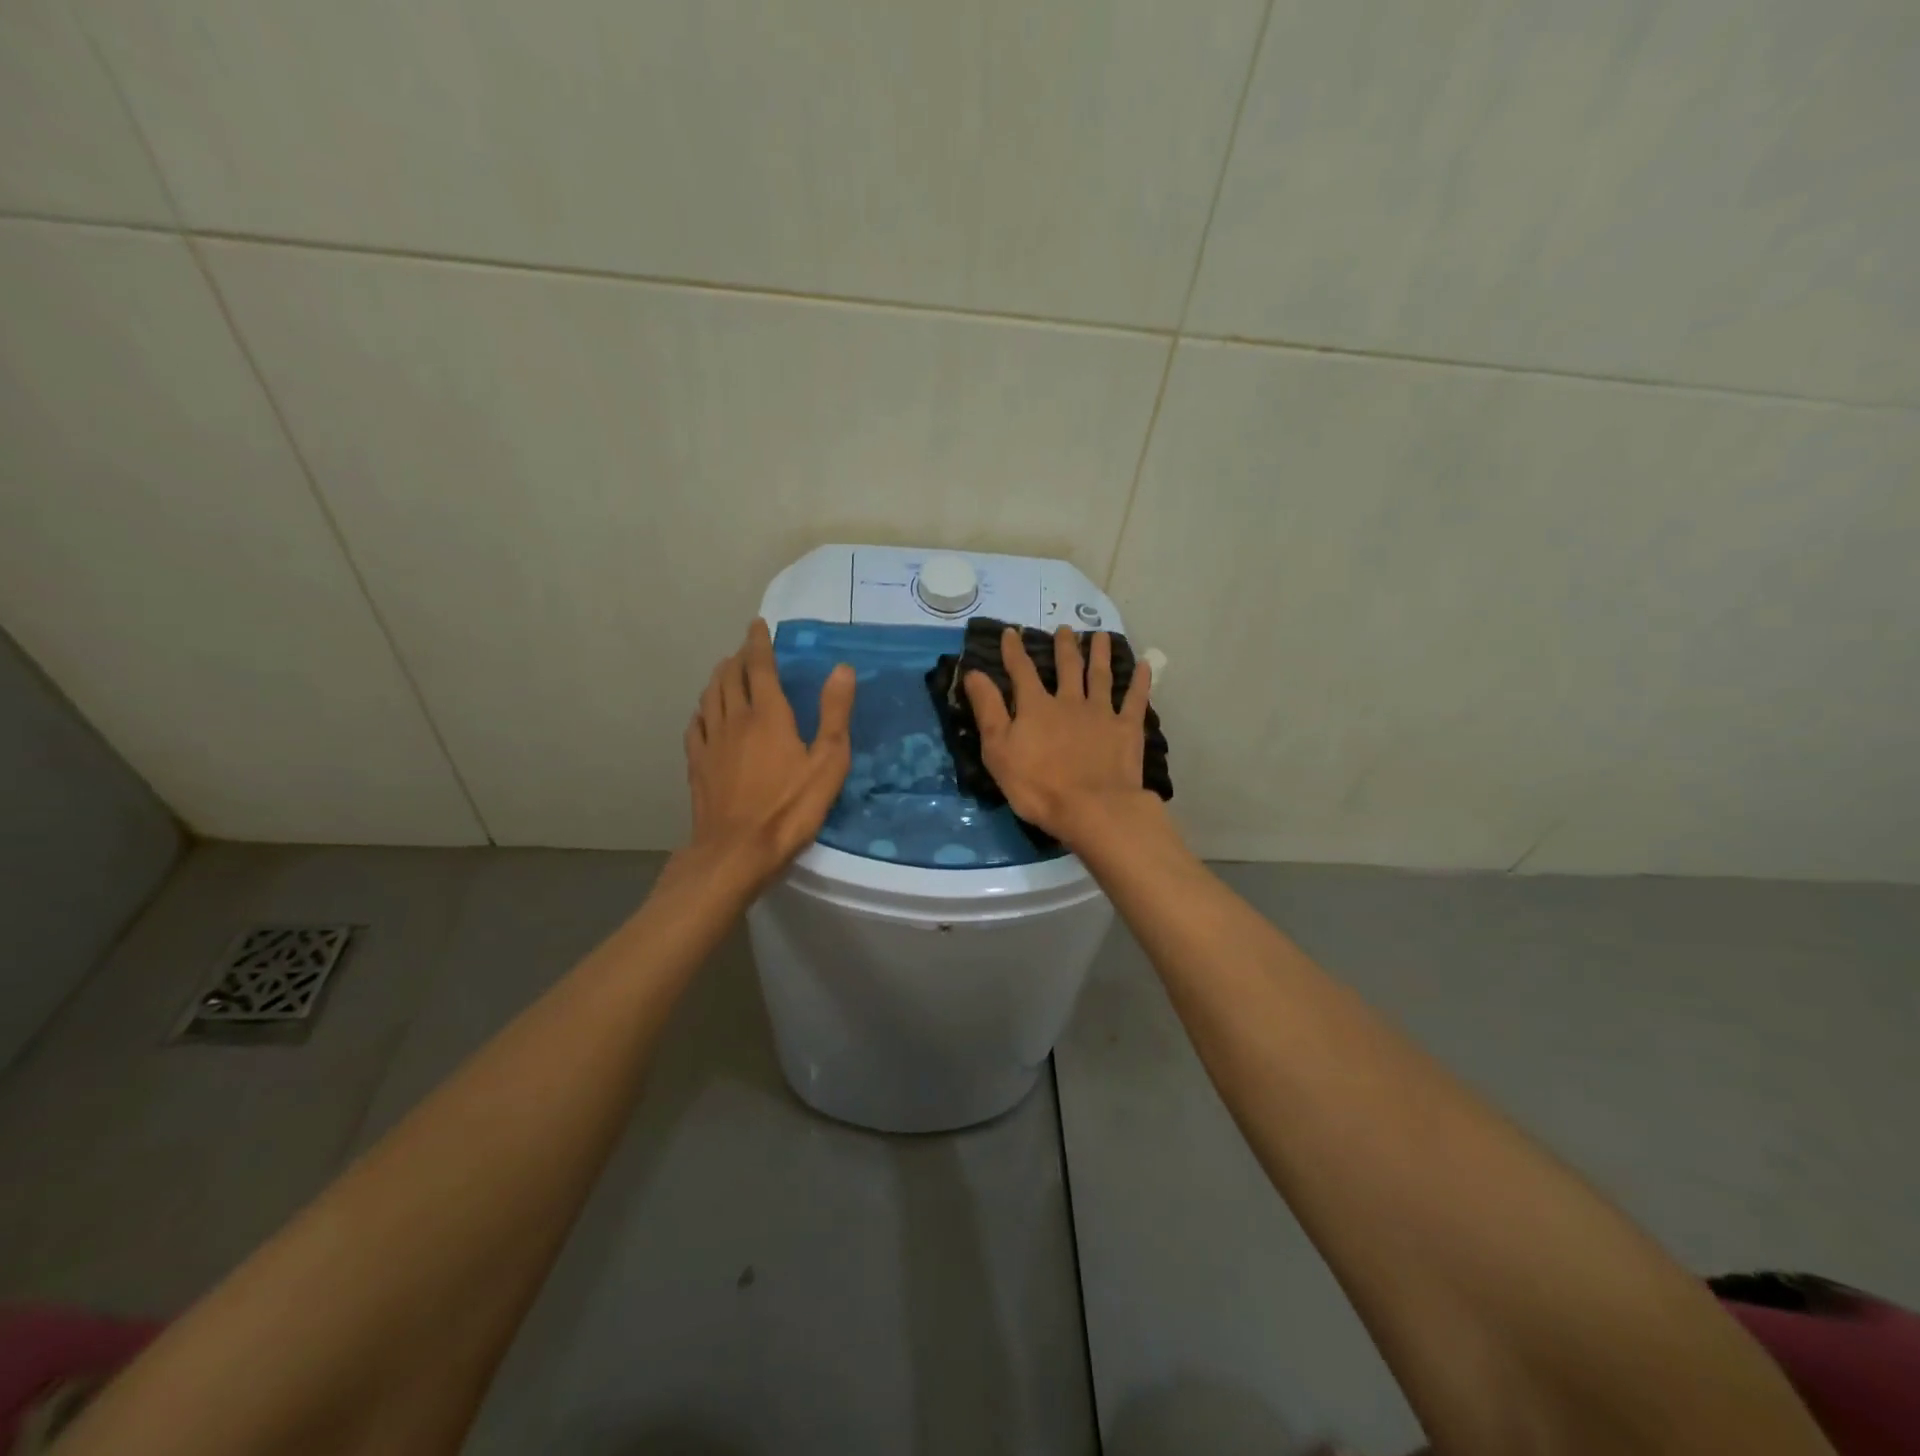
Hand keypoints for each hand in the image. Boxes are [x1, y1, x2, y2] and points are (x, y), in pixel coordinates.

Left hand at [684, 619, 854, 889]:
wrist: (737, 851)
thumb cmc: (790, 808)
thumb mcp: (827, 763)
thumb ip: (834, 714)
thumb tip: (841, 669)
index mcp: (768, 714)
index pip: (759, 666)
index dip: (758, 643)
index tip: (757, 625)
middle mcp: (734, 719)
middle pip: (729, 677)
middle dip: (738, 658)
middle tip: (746, 649)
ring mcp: (711, 742)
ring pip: (710, 697)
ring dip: (718, 678)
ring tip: (726, 672)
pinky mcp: (697, 764)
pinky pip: (696, 725)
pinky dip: (702, 710)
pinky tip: (705, 714)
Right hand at [963, 626, 1155, 846]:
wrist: (1092, 808)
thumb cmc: (1038, 786)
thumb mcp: (999, 750)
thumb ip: (988, 710)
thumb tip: (974, 672)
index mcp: (1036, 707)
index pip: (1022, 672)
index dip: (1014, 651)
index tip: (1011, 632)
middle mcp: (1070, 701)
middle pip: (1067, 668)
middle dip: (1064, 647)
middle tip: (1064, 629)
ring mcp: (1102, 713)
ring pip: (1100, 676)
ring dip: (1100, 654)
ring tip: (1100, 636)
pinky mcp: (1127, 730)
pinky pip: (1135, 699)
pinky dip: (1141, 681)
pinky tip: (1146, 665)